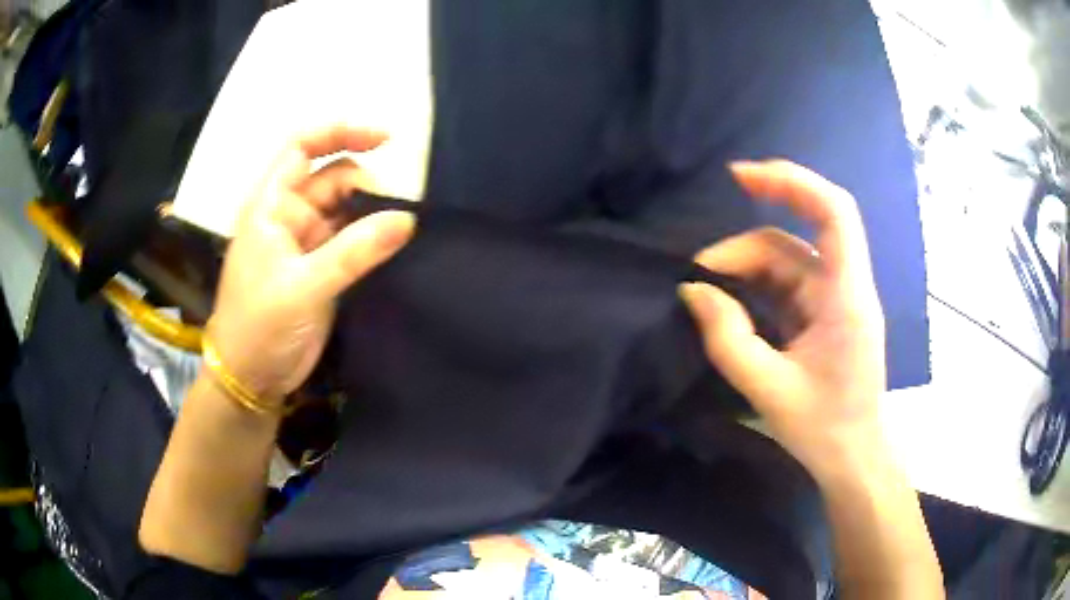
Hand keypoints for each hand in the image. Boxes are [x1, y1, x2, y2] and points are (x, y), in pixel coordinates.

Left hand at [208, 125, 415, 406]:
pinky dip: (372, 239)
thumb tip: (407, 218)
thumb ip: (354, 251)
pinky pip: (352, 240)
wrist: (251, 377)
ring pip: (346, 210)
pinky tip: (395, 246)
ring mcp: (307, 242)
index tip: (385, 139)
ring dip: (373, 213)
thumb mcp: (303, 287)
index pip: (302, 147)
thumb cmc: (260, 326)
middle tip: (399, 211)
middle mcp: (289, 215)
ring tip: (403, 229)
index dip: (340, 133)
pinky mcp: (322, 268)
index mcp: (271, 205)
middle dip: (366, 185)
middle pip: (333, 178)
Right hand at [680, 160, 885, 480]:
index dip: (791, 181)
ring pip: (788, 261)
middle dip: (744, 248)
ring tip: (708, 292)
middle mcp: (846, 287)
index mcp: (847, 298)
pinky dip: (757, 286)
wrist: (854, 457)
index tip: (740, 177)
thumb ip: (728, 339)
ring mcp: (835, 300)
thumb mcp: (769, 390)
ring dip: (746, 269)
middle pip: (794, 240)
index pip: (834, 212)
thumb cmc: (823, 429)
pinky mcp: (825, 314)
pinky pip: (788, 284)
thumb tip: (693, 291)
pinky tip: (731, 303)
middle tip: (699, 275)